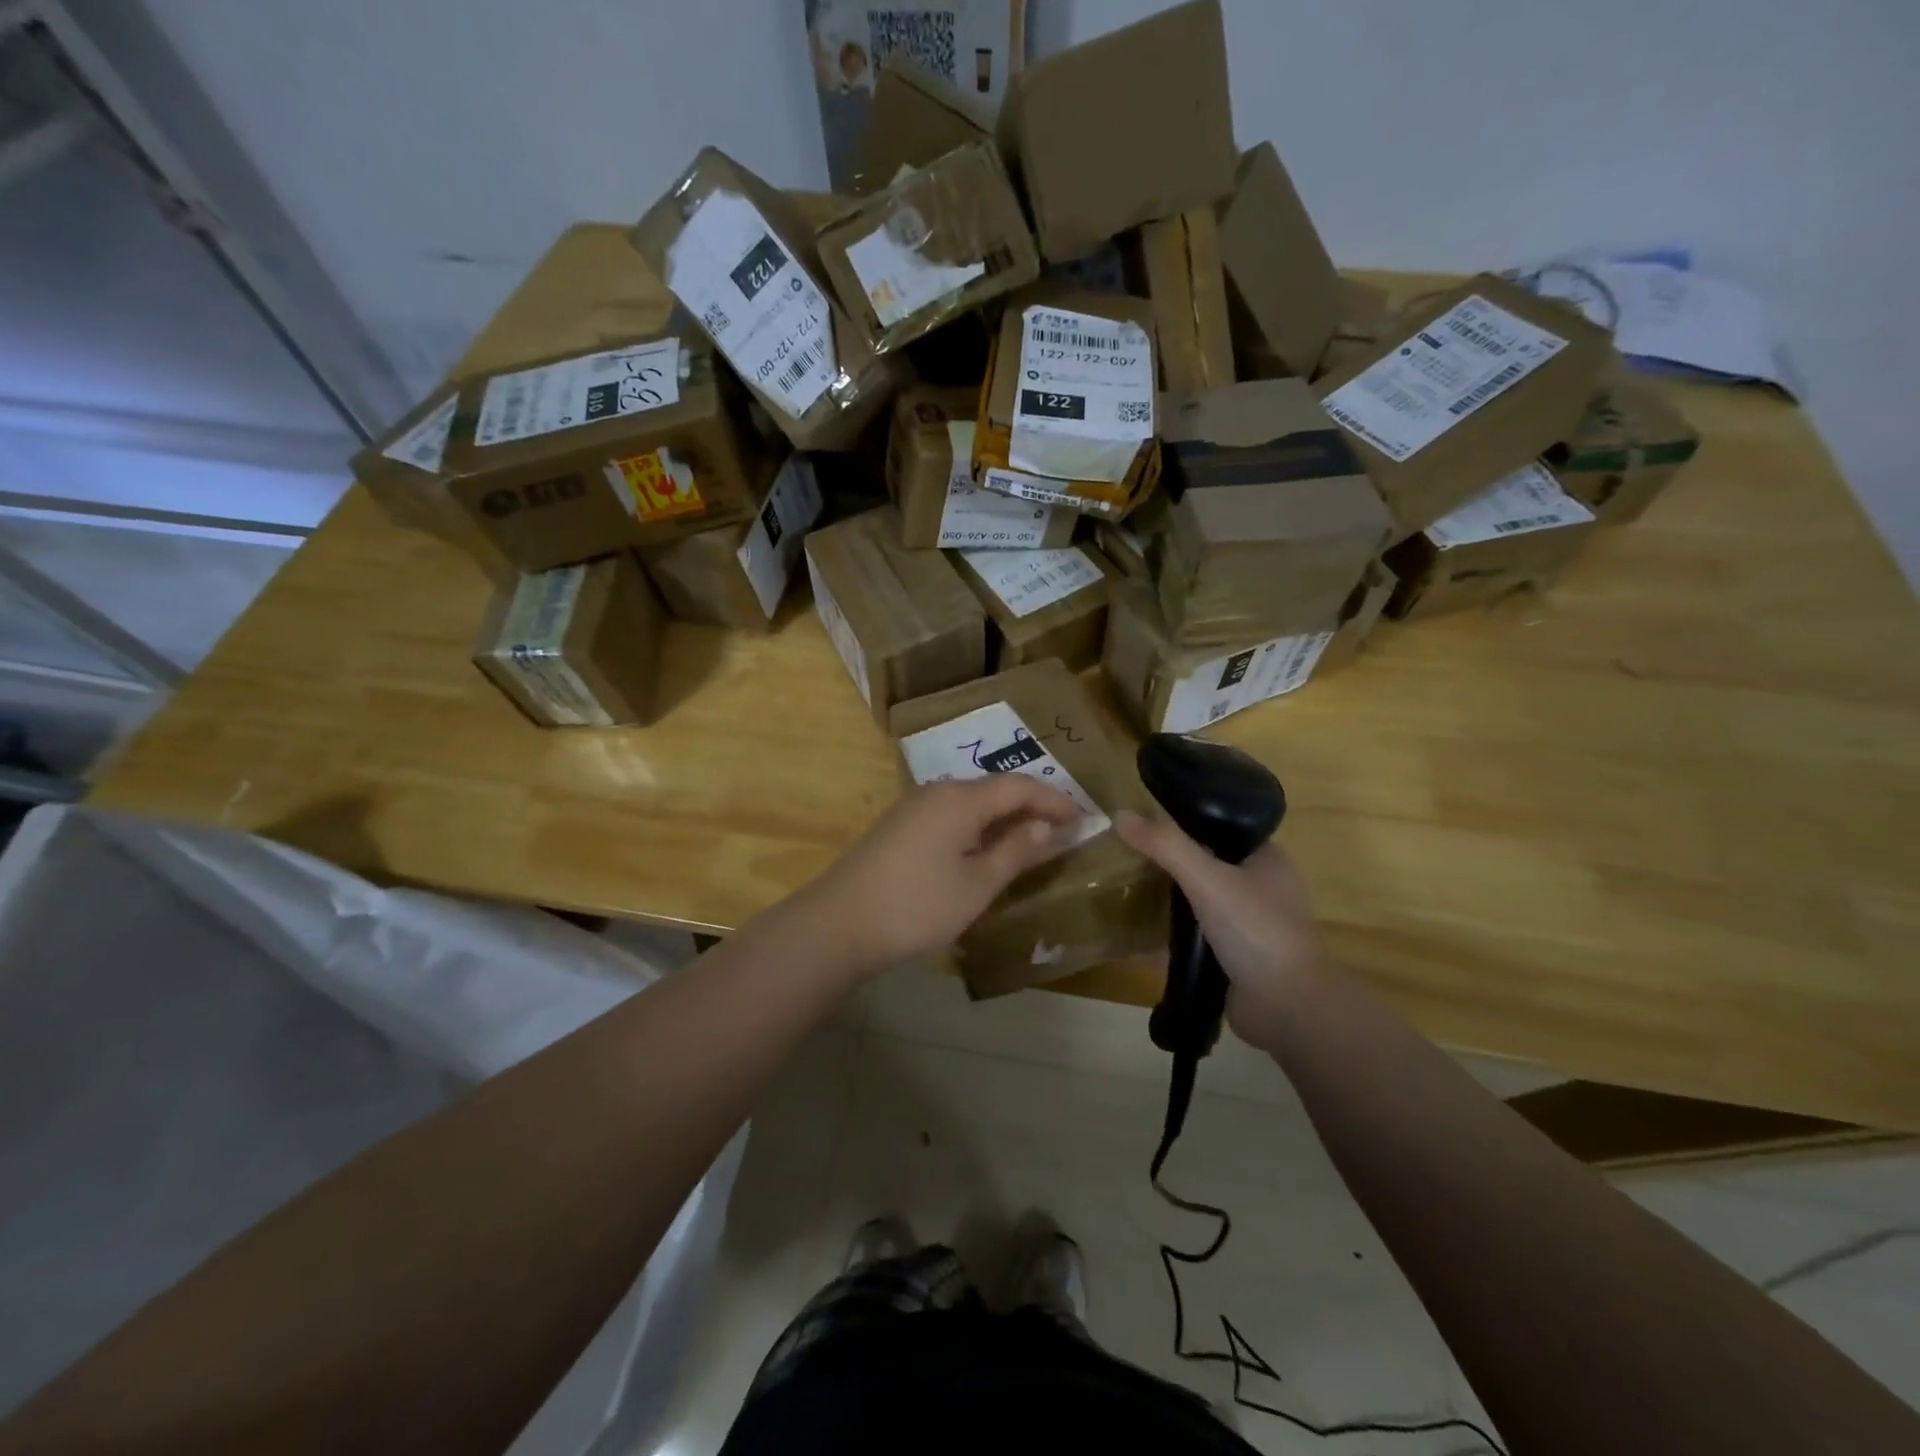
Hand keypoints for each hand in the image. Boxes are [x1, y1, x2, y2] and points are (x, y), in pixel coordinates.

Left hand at [801, 777, 1083, 978]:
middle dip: (1031, 806)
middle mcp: (937, 791)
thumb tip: (1049, 828)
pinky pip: (951, 815)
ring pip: (971, 802)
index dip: (1054, 799)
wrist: (840, 922)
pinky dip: (977, 827)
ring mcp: (914, 807)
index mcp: (961, 799)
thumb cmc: (917, 905)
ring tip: (1029, 842)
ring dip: (1003, 818)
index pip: (1019, 786)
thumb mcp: (977, 884)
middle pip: (994, 789)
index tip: (1082, 817)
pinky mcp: (899, 826)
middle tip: (1061, 830)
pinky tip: (983, 851)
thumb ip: (1016, 851)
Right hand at [1115, 809, 1329, 1052]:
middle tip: (1127, 853)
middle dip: (1169, 862)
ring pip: (1199, 902)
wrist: (1287, 1007)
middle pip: (1206, 864)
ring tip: (1126, 887)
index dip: (1184, 820)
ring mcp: (1250, 926)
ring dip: (1168, 899)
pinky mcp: (1236, 959)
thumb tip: (1120, 814)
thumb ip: (1164, 845)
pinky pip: (1196, 938)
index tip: (1146, 819)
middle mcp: (1262, 889)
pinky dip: (1171, 935)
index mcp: (1268, 860)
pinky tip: (1137, 932)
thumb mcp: (1206, 877)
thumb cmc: (1255, 929)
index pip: (1221, 828)